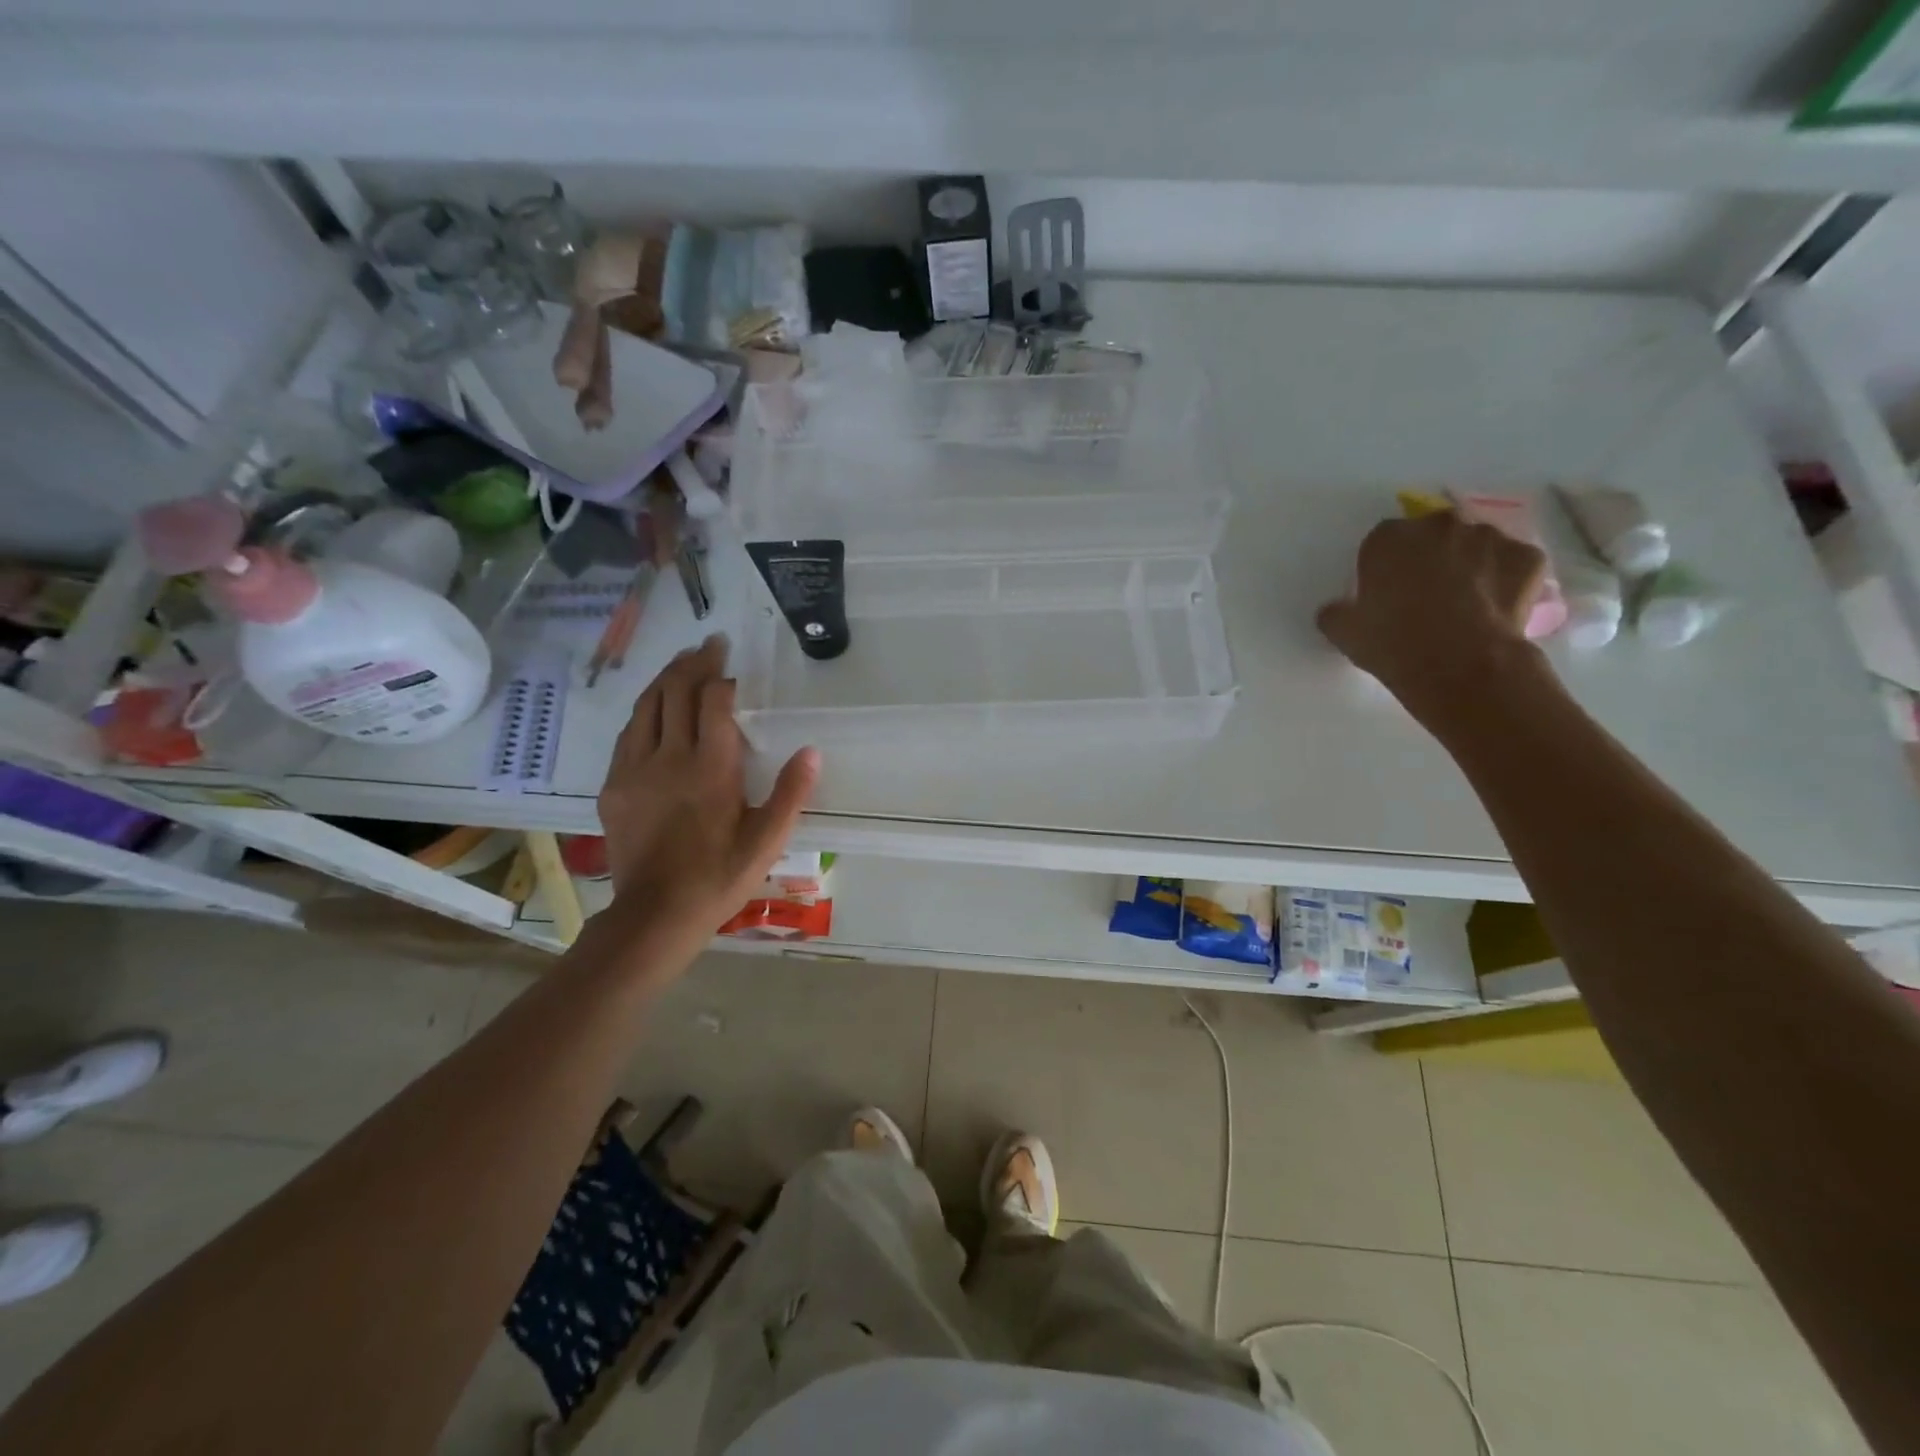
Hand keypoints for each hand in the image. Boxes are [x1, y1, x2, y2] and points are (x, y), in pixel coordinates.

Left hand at [598, 636, 819, 934]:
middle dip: (694, 664)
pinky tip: (653, 708)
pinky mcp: (614, 786)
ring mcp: (635, 770)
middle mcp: (668, 758)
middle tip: (710, 646)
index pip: (713, 703)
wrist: (655, 915)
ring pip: (646, 707)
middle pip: (675, 693)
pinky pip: (627, 733)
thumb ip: (790, 794)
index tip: (731, 663)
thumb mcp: (767, 842)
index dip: (721, 677)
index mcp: (710, 769)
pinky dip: (644, 710)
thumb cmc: (719, 877)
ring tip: (682, 662)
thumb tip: (811, 752)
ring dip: (666, 679)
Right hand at [1316, 510, 1547, 721]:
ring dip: (1471, 564)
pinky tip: (1495, 607)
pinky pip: (1513, 564)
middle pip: (1433, 534)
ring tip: (1465, 603)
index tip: (1386, 591)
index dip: (1384, 566)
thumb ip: (1336, 612)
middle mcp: (1440, 525)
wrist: (1458, 663)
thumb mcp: (1343, 631)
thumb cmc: (1391, 641)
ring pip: (1476, 545)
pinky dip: (1506, 579)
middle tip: (1426, 594)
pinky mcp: (1527, 558)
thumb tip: (1336, 610)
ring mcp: (1489, 537)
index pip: (1382, 541)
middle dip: (1431, 556)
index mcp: (1390, 538)